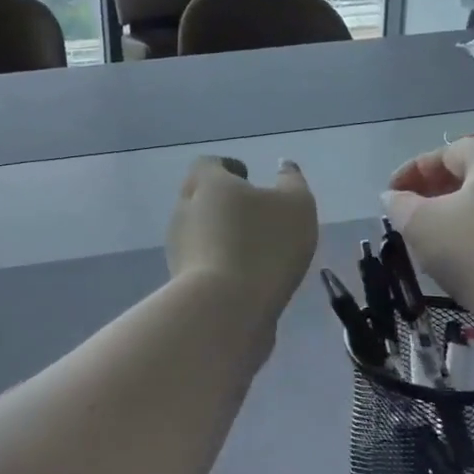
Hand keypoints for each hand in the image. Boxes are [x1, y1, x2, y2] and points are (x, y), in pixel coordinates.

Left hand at [167, 157, 317, 320]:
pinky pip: (201, 259)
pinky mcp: (180, 278)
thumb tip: (284, 166)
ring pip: (199, 229)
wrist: (225, 309)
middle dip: (222, 199)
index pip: (209, 164)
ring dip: (220, 231)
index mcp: (207, 183)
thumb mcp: (295, 207)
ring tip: (251, 244)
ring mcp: (178, 246)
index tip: (247, 176)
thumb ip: (292, 182)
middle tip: (251, 209)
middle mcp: (184, 209)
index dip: (228, 167)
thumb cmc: (264, 246)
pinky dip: (218, 259)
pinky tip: (242, 272)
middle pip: (199, 195)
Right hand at [383, 138, 473, 311]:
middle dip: (432, 189)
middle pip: (469, 173)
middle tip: (406, 212)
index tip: (389, 194)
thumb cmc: (473, 251)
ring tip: (426, 234)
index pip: (447, 151)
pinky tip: (454, 252)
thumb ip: (399, 204)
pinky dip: (473, 228)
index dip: (412, 169)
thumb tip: (393, 196)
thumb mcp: (420, 223)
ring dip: (451, 211)